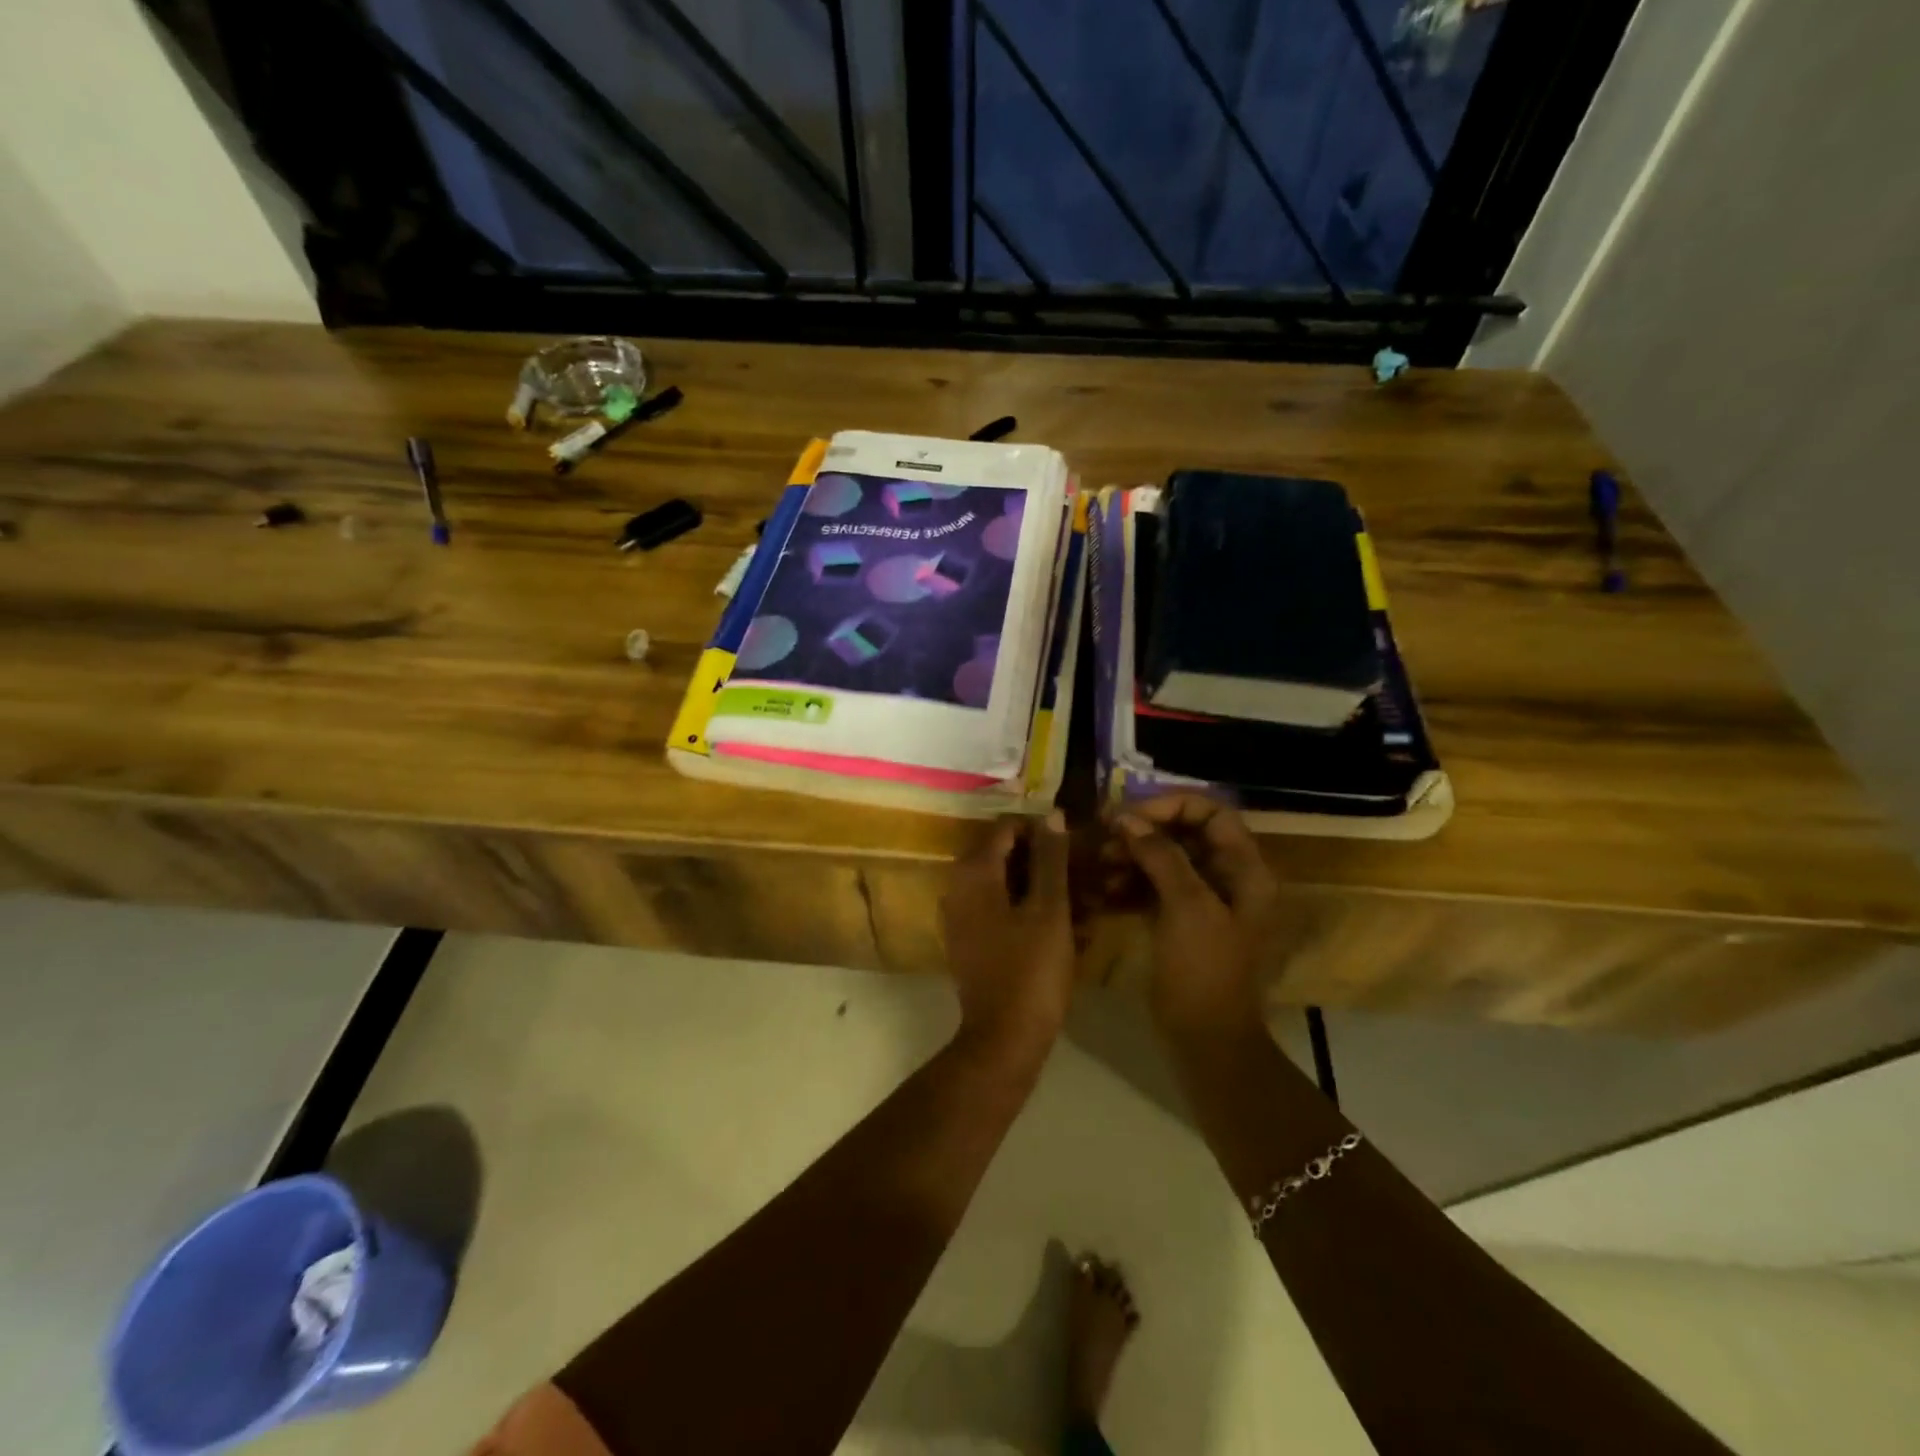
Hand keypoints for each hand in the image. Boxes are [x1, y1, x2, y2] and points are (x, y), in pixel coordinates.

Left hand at [942, 811, 1075, 1066]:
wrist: (1004, 1040)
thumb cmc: (1030, 970)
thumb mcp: (1049, 910)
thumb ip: (1051, 859)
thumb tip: (1053, 815)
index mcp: (973, 873)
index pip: (1006, 829)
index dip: (1042, 830)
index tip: (1076, 844)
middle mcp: (959, 888)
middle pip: (1005, 856)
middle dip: (1046, 861)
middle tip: (1084, 872)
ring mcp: (962, 917)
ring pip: (1007, 885)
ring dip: (1043, 888)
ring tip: (1084, 901)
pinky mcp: (972, 942)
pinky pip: (1003, 911)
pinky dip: (1031, 911)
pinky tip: (1068, 926)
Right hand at [1110, 797, 1276, 1042]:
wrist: (1206, 1042)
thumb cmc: (1204, 971)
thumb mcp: (1186, 907)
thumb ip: (1160, 855)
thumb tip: (1127, 819)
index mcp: (1245, 870)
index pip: (1212, 812)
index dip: (1170, 805)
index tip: (1128, 815)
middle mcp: (1229, 879)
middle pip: (1186, 834)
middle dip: (1144, 830)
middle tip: (1103, 835)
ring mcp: (1204, 902)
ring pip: (1166, 860)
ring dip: (1132, 856)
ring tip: (1098, 863)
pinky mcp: (1181, 923)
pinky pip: (1155, 888)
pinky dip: (1130, 883)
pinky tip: (1102, 889)